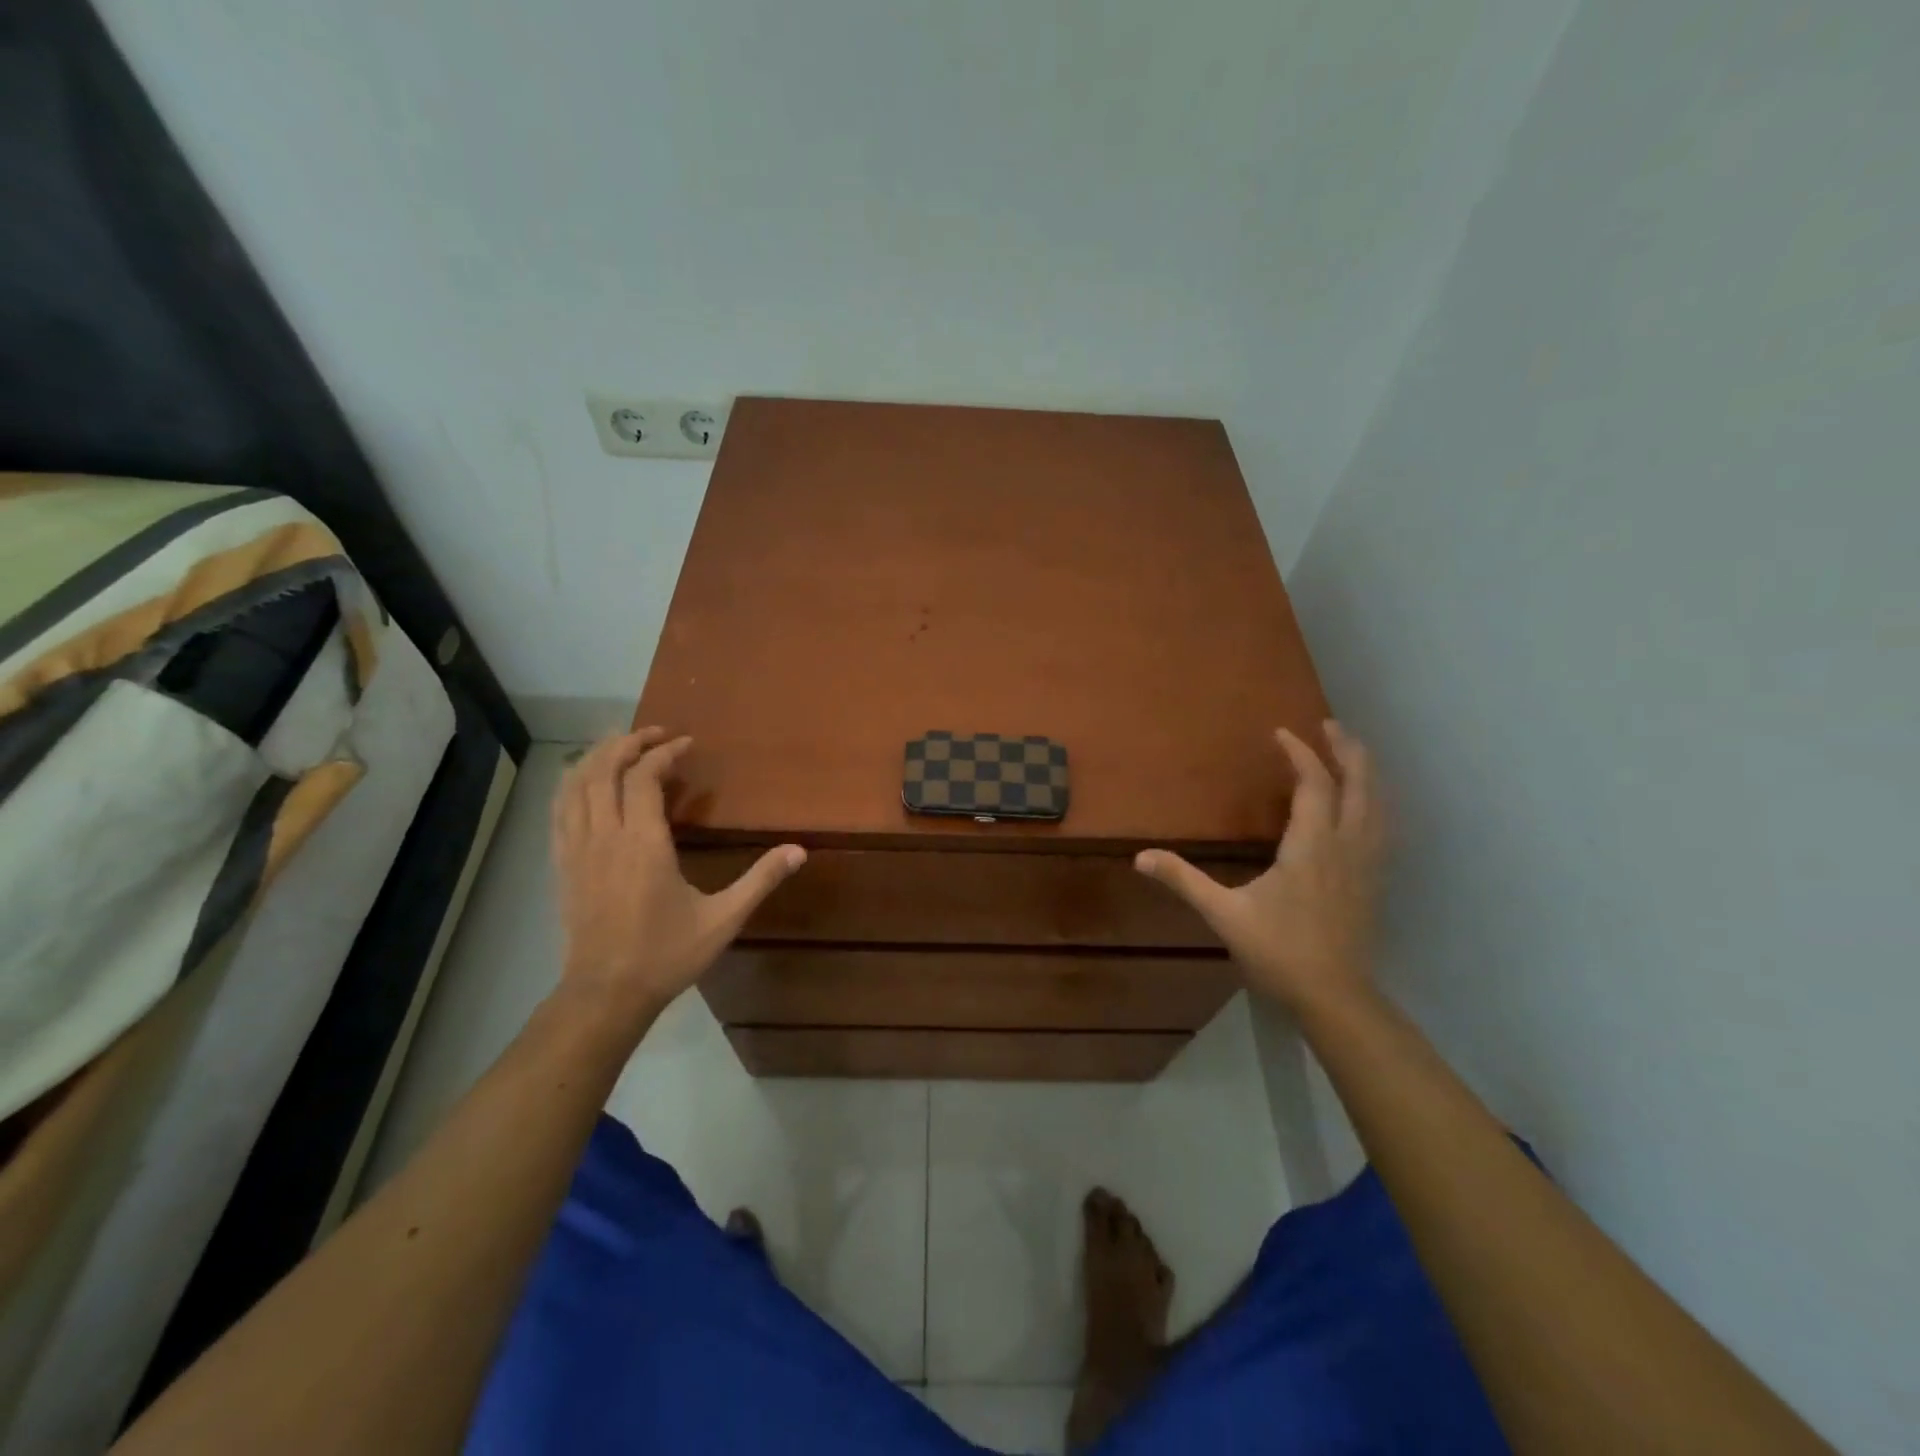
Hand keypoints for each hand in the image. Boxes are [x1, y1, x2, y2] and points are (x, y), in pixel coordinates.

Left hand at [550, 728, 804, 1030]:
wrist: (605, 994)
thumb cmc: (666, 954)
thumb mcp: (723, 919)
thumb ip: (760, 880)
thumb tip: (800, 851)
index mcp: (643, 844)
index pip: (644, 777)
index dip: (664, 753)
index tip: (687, 745)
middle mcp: (604, 836)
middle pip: (602, 769)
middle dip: (628, 742)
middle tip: (656, 735)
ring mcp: (576, 849)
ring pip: (574, 784)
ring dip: (596, 756)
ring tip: (621, 746)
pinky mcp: (562, 864)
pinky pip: (559, 809)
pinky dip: (572, 783)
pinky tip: (586, 782)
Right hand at [1136, 721, 1384, 1016]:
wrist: (1334, 996)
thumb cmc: (1278, 950)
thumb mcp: (1224, 914)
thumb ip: (1184, 881)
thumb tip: (1140, 857)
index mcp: (1311, 845)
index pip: (1313, 784)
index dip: (1299, 753)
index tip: (1281, 733)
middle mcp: (1346, 845)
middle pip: (1359, 784)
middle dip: (1346, 750)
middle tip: (1330, 725)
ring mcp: (1367, 863)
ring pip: (1378, 804)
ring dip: (1366, 772)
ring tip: (1352, 753)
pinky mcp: (1374, 881)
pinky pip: (1383, 826)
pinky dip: (1376, 802)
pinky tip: (1367, 806)